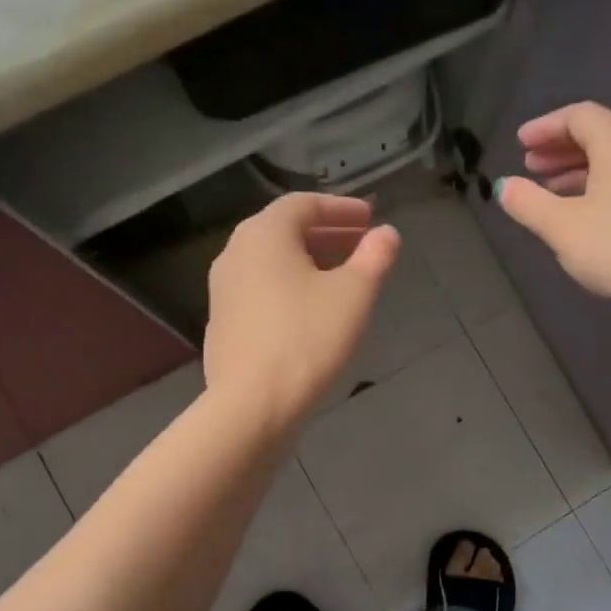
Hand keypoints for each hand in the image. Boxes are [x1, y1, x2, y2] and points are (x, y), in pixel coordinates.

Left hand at [203, 193, 399, 430]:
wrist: (252, 405)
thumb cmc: (307, 340)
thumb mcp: (354, 295)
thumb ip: (374, 257)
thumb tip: (387, 234)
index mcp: (264, 234)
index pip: (304, 204)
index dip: (341, 208)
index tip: (370, 218)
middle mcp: (236, 252)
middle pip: (285, 230)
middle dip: (327, 233)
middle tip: (361, 244)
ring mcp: (223, 289)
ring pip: (272, 261)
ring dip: (309, 260)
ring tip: (342, 277)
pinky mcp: (223, 322)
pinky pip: (261, 288)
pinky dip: (290, 285)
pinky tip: (312, 310)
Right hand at [497, 102, 610, 317]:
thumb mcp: (562, 227)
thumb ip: (528, 203)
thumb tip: (504, 186)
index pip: (579, 116)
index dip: (546, 126)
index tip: (520, 143)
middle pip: (598, 136)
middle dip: (559, 148)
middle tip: (530, 166)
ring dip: (577, 170)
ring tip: (549, 192)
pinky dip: (597, 188)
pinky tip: (583, 216)